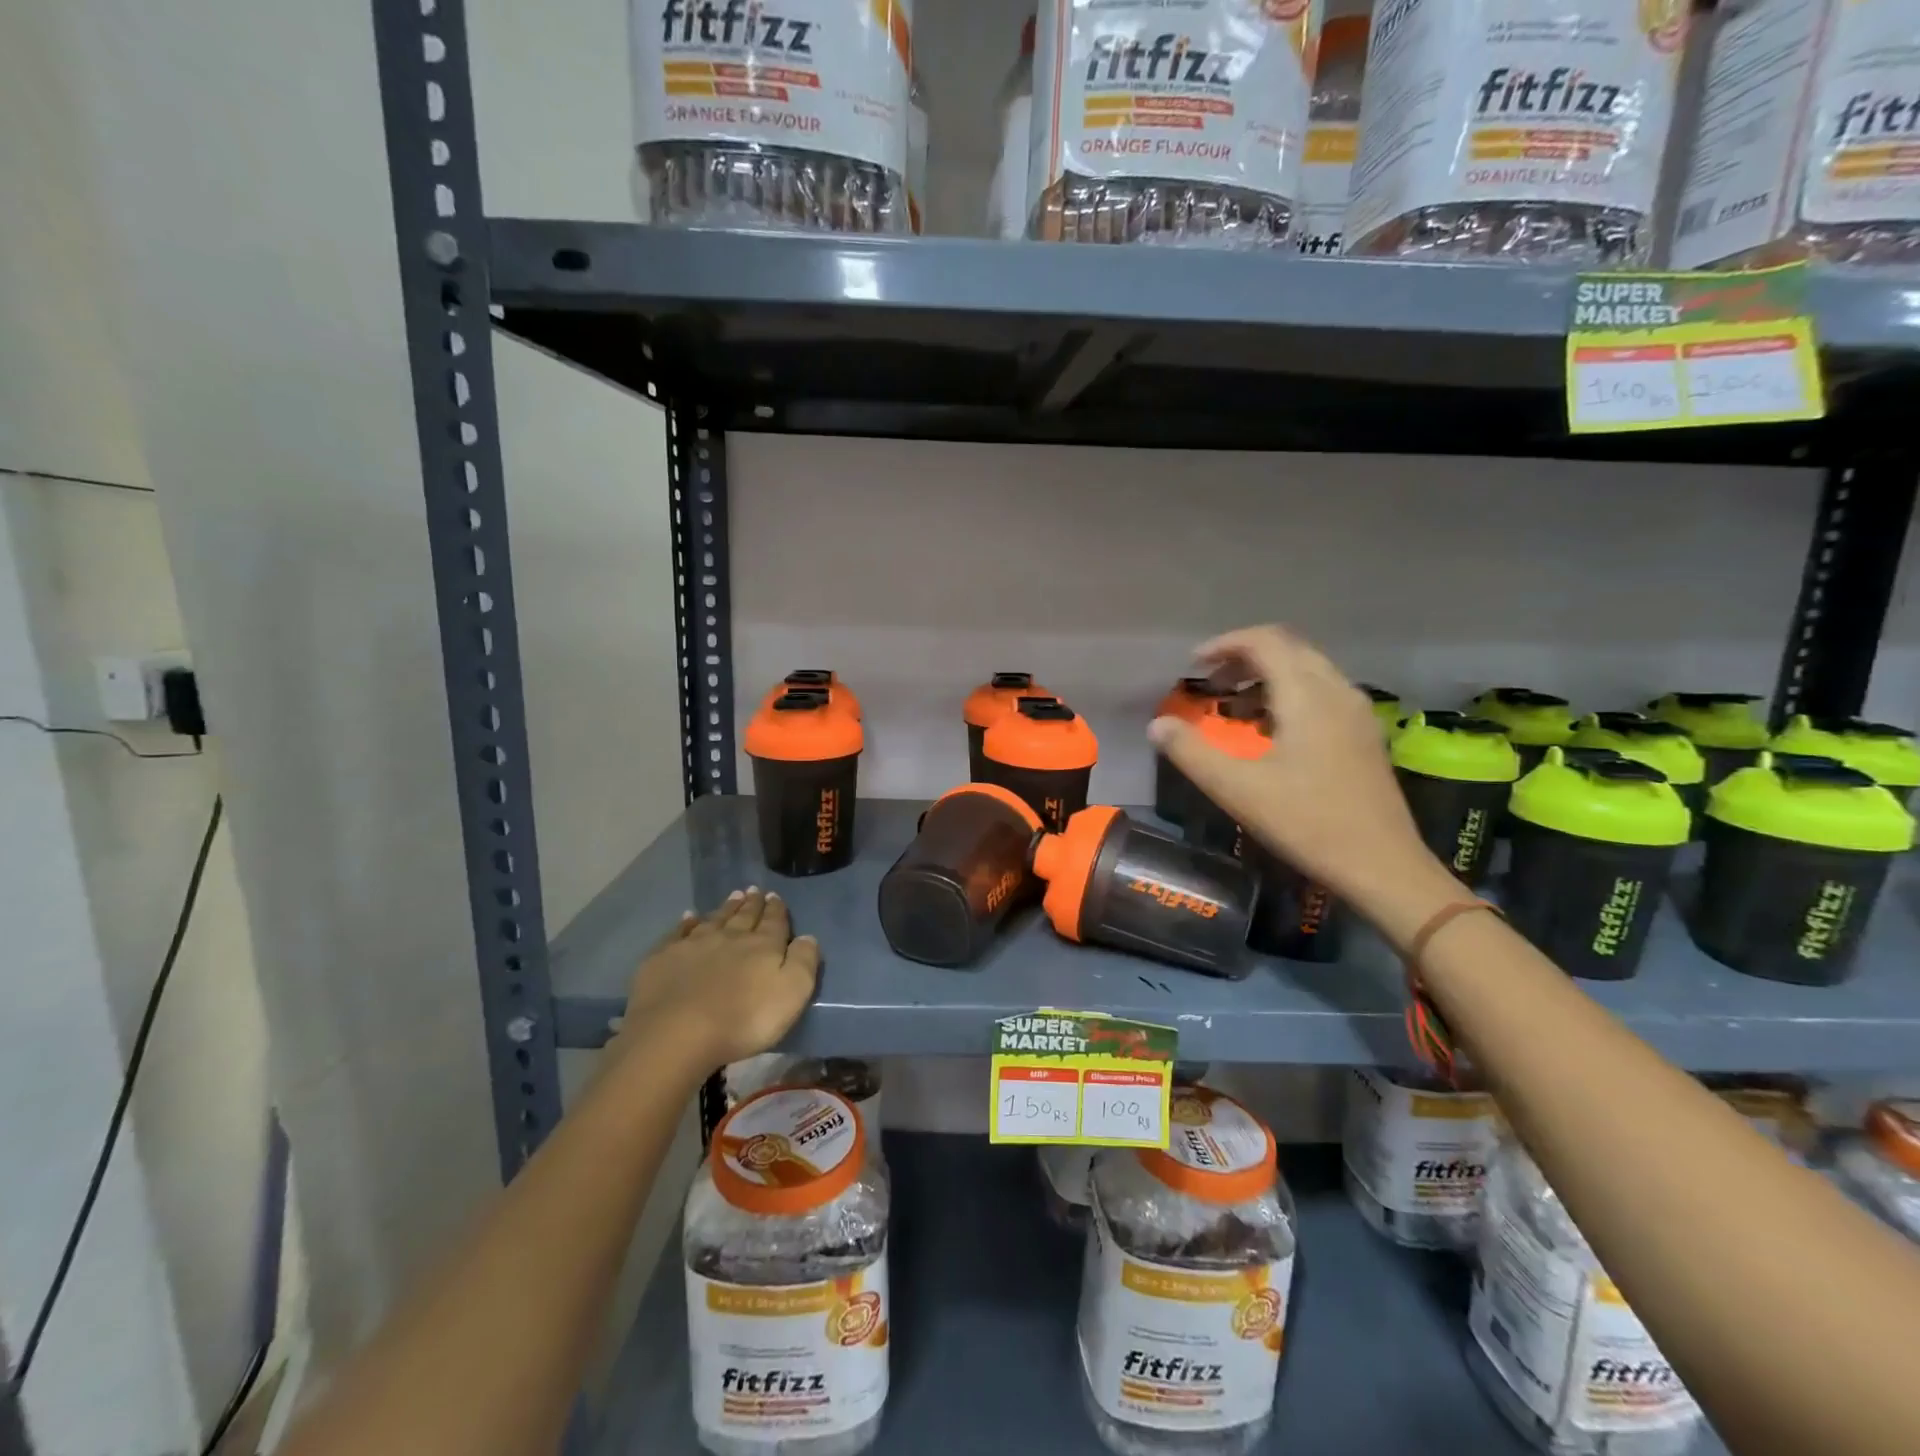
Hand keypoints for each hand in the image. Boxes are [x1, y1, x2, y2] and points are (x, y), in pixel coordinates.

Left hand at [616, 889, 820, 1069]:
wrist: (677, 1033)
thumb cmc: (744, 1019)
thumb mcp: (791, 993)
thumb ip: (803, 962)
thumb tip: (807, 936)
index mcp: (762, 946)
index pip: (774, 922)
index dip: (776, 909)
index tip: (775, 896)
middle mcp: (729, 937)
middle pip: (744, 916)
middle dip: (752, 903)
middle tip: (754, 890)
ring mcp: (694, 945)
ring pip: (714, 919)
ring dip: (726, 908)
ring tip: (733, 896)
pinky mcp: (664, 958)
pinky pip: (679, 933)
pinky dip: (686, 923)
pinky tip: (689, 917)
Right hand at [1148, 625, 1456, 931]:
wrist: (1382, 865)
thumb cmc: (1306, 822)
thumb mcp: (1237, 789)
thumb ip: (1192, 752)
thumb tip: (1156, 725)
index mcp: (1307, 696)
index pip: (1265, 642)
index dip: (1225, 644)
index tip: (1193, 664)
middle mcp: (1336, 691)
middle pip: (1288, 649)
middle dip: (1244, 657)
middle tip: (1210, 683)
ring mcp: (1356, 712)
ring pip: (1307, 670)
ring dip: (1266, 676)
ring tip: (1233, 707)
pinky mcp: (1363, 734)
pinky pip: (1322, 692)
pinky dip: (1289, 694)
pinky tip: (1270, 731)